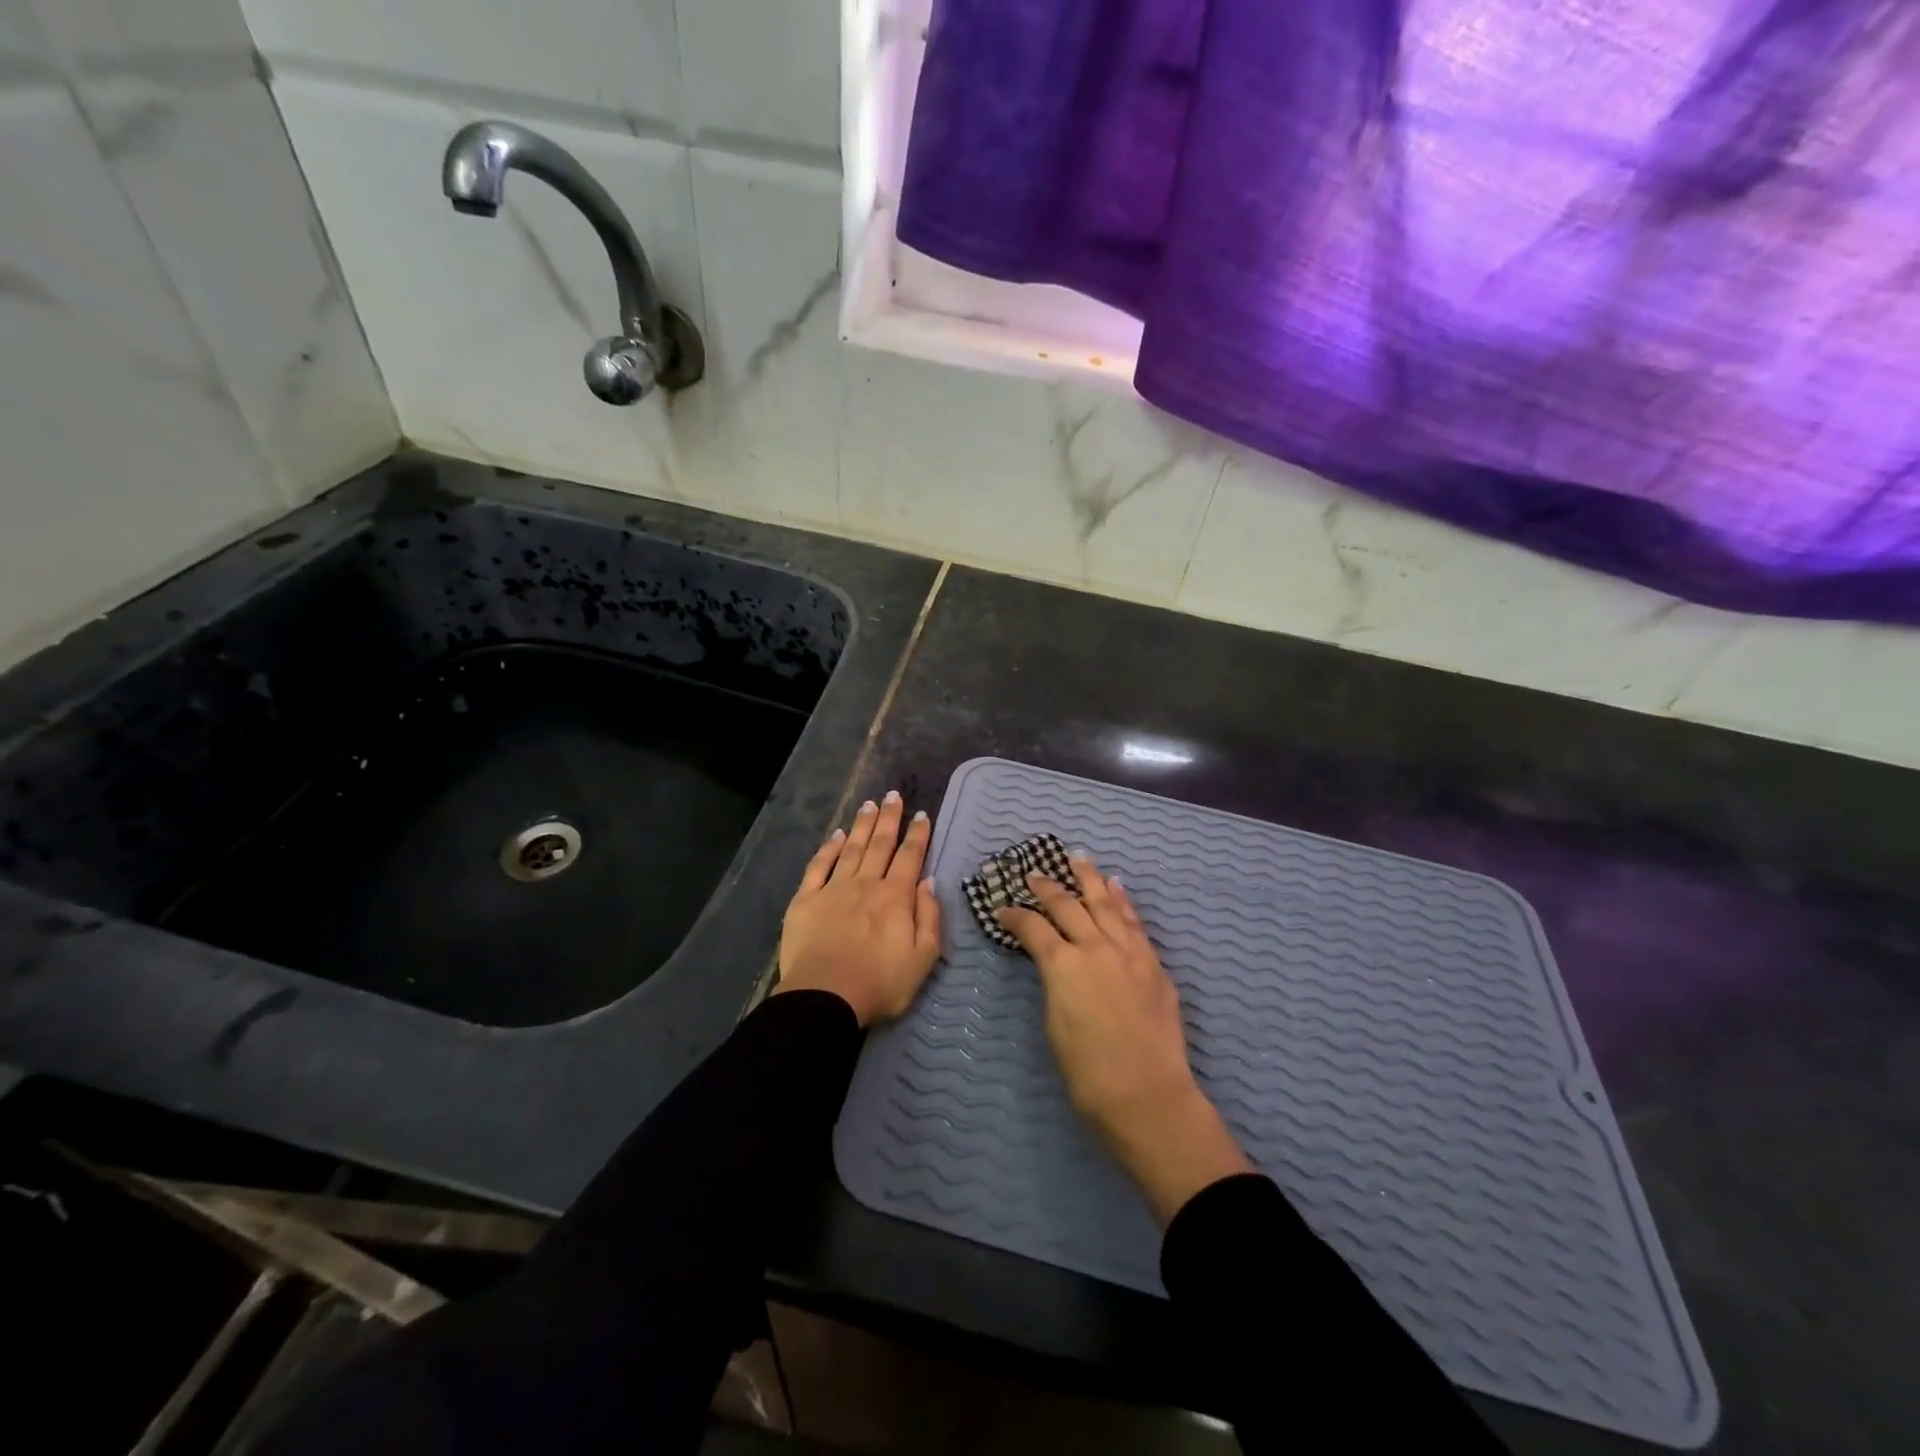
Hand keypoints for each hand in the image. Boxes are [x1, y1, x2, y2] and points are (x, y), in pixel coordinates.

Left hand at [776, 791, 941, 1026]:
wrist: (825, 997)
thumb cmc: (880, 983)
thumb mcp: (923, 958)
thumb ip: (929, 917)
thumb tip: (928, 881)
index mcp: (895, 897)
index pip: (910, 857)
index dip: (917, 835)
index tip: (921, 815)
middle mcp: (866, 884)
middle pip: (880, 844)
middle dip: (889, 818)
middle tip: (893, 795)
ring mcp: (834, 888)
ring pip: (852, 848)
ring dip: (862, 825)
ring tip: (869, 804)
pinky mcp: (806, 899)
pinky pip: (819, 866)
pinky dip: (829, 848)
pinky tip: (838, 835)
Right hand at [996, 855, 1249, 1225]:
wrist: (1148, 1096)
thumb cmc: (1089, 1074)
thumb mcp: (1055, 1025)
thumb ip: (1055, 984)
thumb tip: (1057, 967)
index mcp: (1064, 966)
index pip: (1033, 929)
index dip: (1015, 916)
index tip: (1003, 909)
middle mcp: (1096, 948)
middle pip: (1068, 906)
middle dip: (1048, 888)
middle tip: (1035, 874)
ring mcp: (1129, 952)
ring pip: (1106, 903)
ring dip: (1090, 879)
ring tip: (1079, 859)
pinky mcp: (1154, 963)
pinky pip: (1135, 923)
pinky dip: (1123, 902)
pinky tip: (1117, 888)